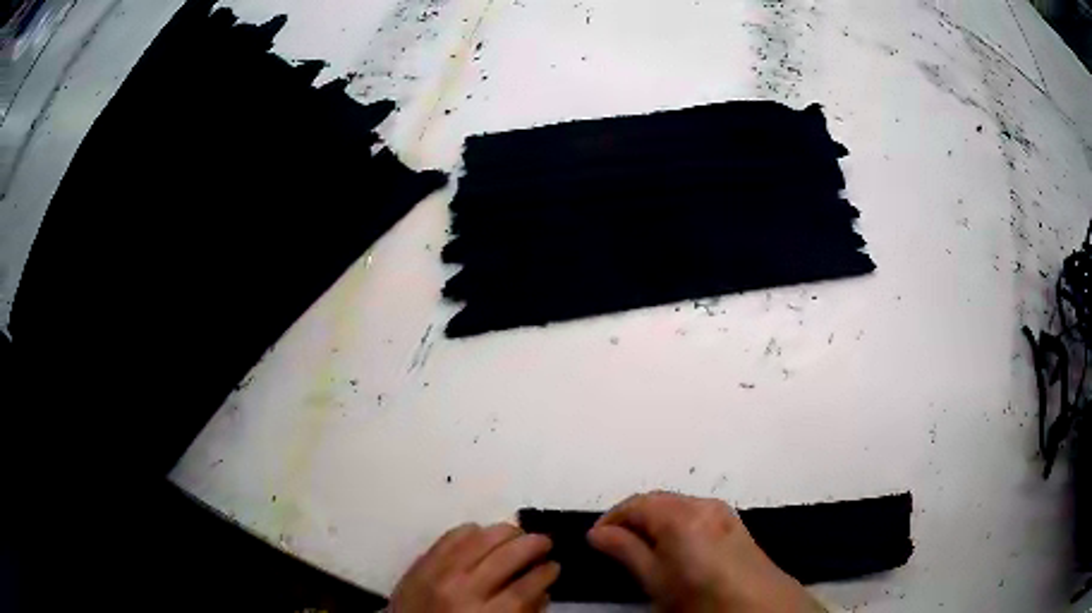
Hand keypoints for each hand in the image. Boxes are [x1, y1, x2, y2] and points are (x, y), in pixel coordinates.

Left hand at [390, 522, 560, 612]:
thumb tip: (542, 590)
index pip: (525, 588)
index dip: (545, 574)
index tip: (555, 566)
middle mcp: (463, 589)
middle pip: (506, 556)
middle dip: (533, 545)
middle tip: (545, 542)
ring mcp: (438, 572)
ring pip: (480, 539)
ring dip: (506, 532)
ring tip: (519, 533)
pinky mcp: (421, 562)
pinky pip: (450, 536)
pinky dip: (470, 530)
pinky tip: (483, 532)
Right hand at [588, 492, 823, 612]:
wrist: (758, 605)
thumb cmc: (700, 597)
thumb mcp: (656, 581)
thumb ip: (626, 551)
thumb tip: (598, 533)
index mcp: (681, 514)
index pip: (636, 504)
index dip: (612, 519)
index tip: (595, 539)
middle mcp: (702, 504)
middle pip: (657, 500)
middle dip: (631, 518)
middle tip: (612, 545)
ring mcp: (721, 511)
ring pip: (675, 506)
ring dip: (652, 521)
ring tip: (638, 548)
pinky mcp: (732, 522)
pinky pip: (693, 513)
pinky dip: (674, 524)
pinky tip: (670, 547)